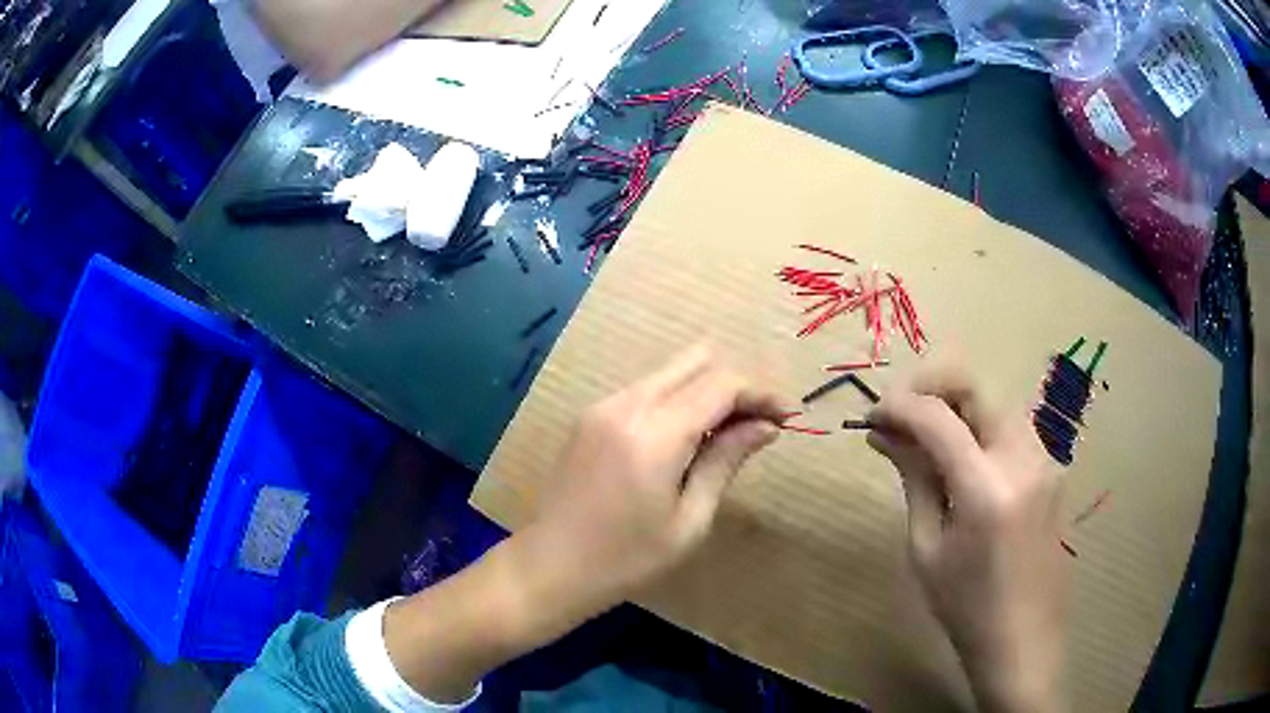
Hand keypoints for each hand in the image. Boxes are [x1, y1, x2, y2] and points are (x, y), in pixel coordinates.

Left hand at [524, 343, 787, 612]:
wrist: (549, 567)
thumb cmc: (625, 559)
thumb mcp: (688, 520)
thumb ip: (725, 461)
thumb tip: (765, 426)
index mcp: (654, 433)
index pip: (722, 385)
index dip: (761, 394)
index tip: (788, 417)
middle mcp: (626, 404)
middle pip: (696, 361)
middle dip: (735, 385)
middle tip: (758, 423)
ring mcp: (602, 406)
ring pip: (670, 372)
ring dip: (706, 391)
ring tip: (727, 434)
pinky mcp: (590, 416)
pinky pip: (646, 390)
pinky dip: (677, 400)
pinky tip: (686, 439)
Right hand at [867, 366, 1068, 712]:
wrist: (1023, 637)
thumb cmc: (965, 606)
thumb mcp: (927, 548)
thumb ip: (914, 479)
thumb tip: (884, 434)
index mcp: (987, 489)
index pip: (938, 418)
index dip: (899, 405)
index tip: (871, 414)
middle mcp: (1023, 459)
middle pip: (976, 387)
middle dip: (931, 387)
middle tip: (899, 412)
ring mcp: (1045, 460)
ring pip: (995, 401)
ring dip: (956, 404)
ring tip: (925, 434)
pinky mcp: (1052, 467)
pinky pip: (1011, 426)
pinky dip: (980, 424)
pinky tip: (960, 454)